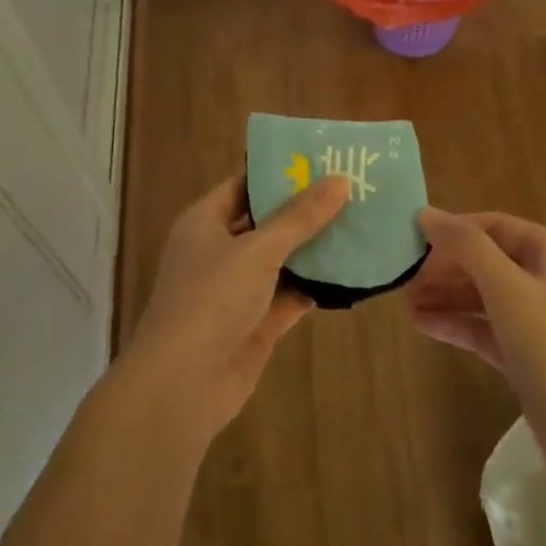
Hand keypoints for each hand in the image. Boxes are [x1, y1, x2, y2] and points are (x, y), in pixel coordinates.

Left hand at [122, 173, 349, 443]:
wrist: (183, 385)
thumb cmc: (211, 300)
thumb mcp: (257, 250)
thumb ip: (299, 217)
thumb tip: (339, 180)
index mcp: (205, 222)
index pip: (245, 185)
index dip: (280, 172)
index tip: (323, 160)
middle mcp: (220, 251)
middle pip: (268, 222)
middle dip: (306, 210)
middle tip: (354, 189)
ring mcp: (238, 289)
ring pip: (283, 260)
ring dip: (316, 248)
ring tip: (362, 223)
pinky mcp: (257, 322)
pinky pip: (291, 294)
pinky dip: (316, 285)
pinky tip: (352, 271)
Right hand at [407, 209, 545, 465]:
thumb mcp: (507, 288)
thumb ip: (467, 247)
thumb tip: (427, 214)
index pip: (494, 226)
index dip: (453, 229)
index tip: (412, 239)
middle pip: (488, 260)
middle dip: (446, 266)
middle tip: (404, 276)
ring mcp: (539, 320)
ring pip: (484, 296)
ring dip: (446, 295)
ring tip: (404, 300)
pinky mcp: (528, 355)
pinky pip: (486, 328)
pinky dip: (457, 324)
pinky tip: (422, 324)